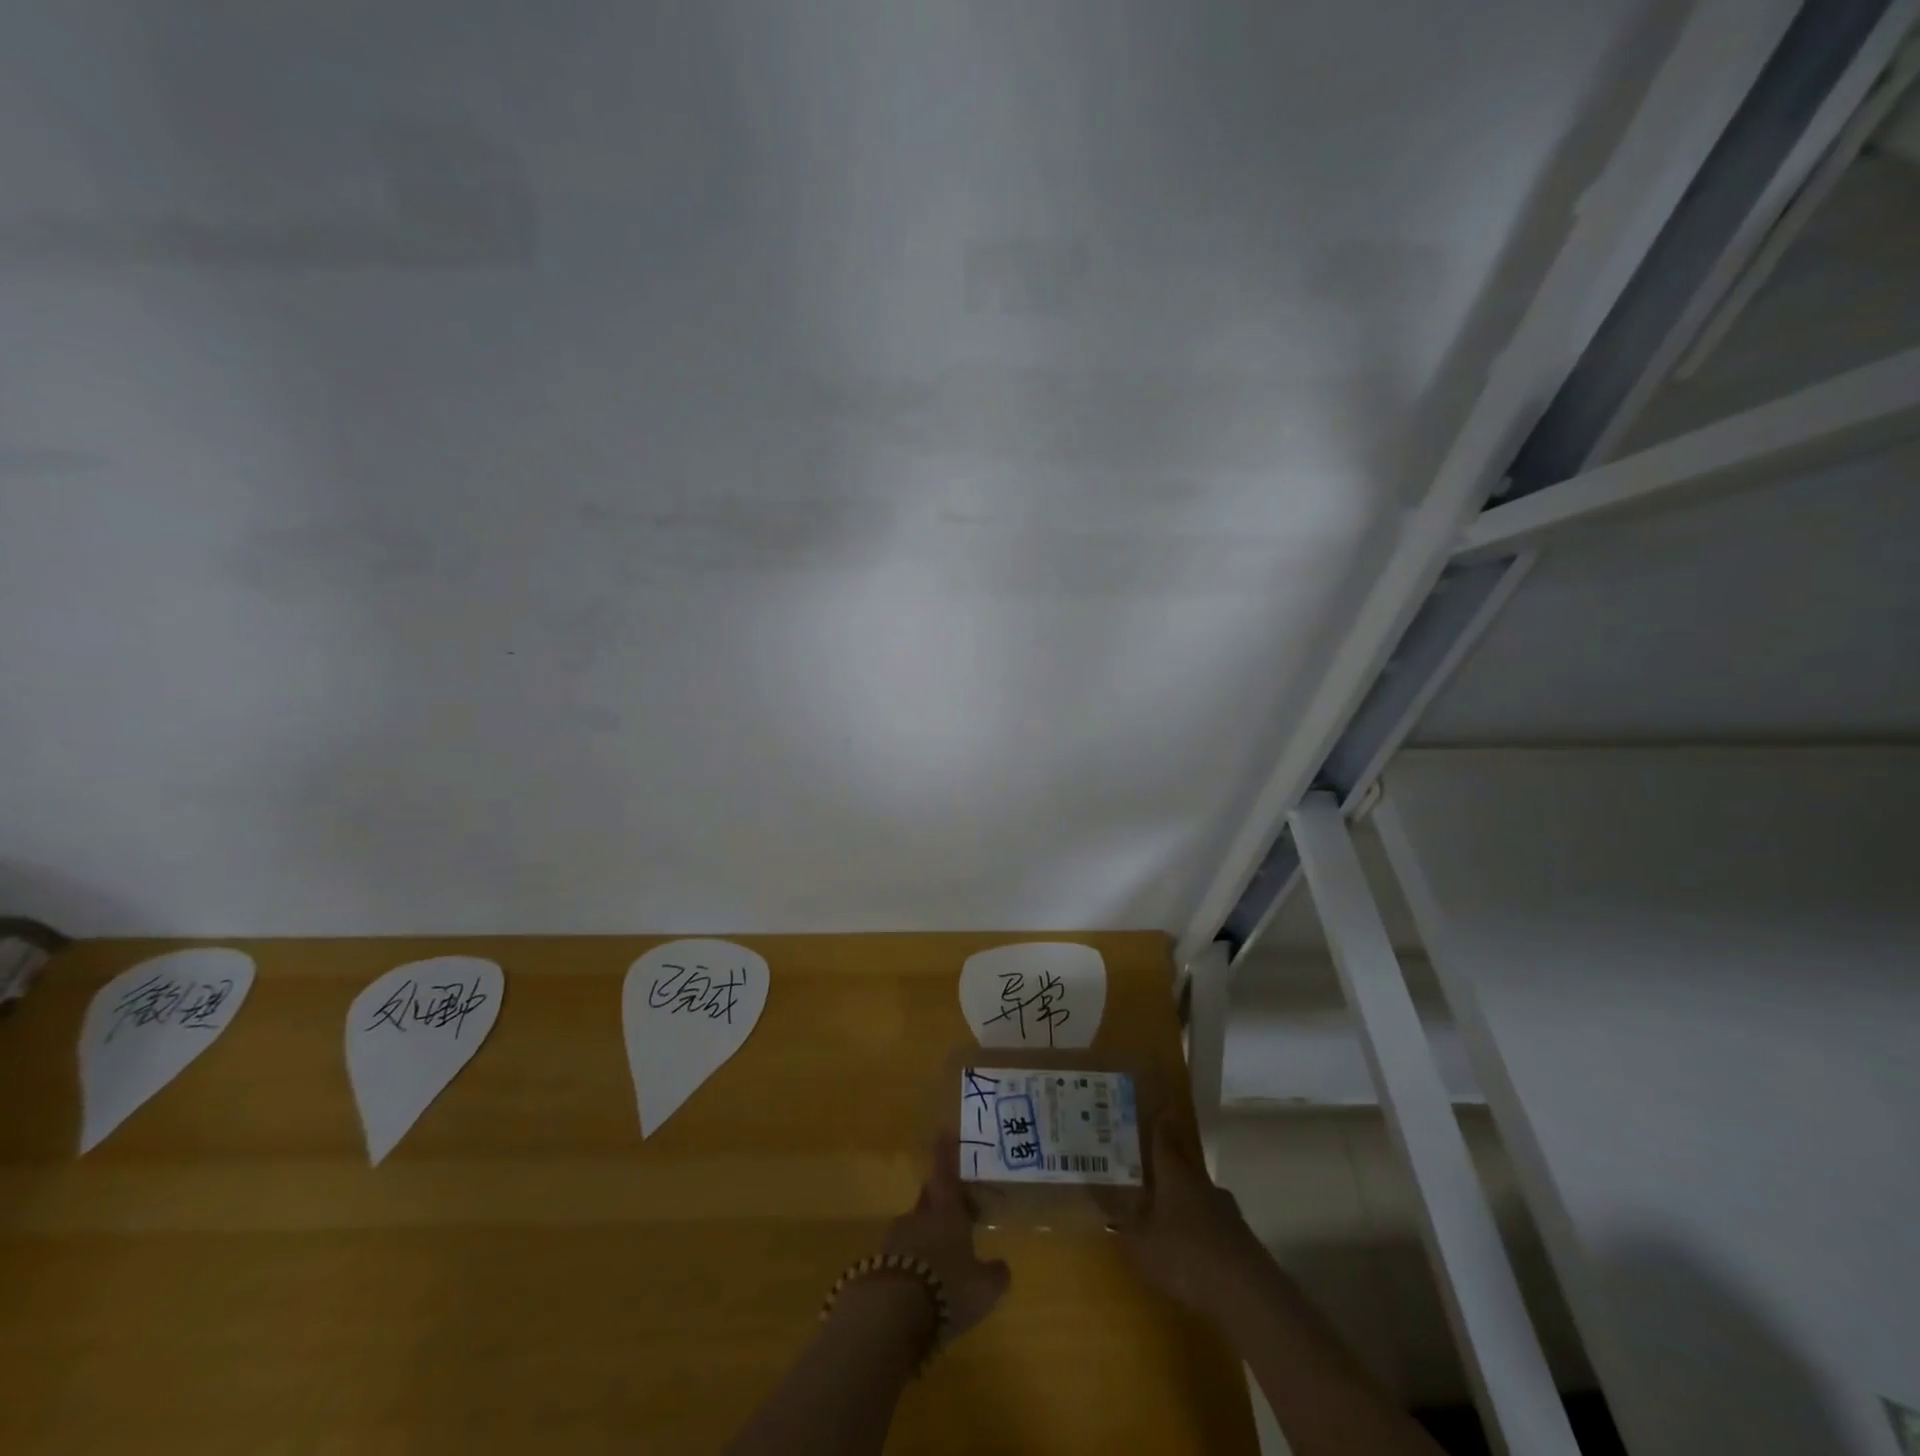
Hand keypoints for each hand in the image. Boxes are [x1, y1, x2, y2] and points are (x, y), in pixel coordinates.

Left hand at [879, 1133, 1011, 1342]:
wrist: (891, 1314)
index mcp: (946, 1212)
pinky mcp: (879, 1263)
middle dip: (940, 1199)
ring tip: (939, 1259)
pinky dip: (910, 1262)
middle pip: (929, 1198)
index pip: (946, 1173)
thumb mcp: (984, 1289)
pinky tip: (919, 1285)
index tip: (944, 1132)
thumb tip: (1002, 1267)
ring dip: (925, 1236)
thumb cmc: (946, 1288)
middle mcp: (919, 1218)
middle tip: (953, 1209)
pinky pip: (900, 1254)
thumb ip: (995, 1275)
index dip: (946, 1153)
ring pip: (914, 1227)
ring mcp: (895, 1239)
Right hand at [1119, 1110, 1263, 1314]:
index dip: (1161, 1125)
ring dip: (1190, 1198)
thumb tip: (1110, 1213)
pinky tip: (1196, 1246)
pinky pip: (1216, 1223)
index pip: (1165, 1141)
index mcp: (1175, 1176)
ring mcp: (1226, 1210)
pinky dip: (1204, 1228)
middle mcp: (1202, 1184)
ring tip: (1174, 1211)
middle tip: (1158, 1161)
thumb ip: (1125, 1228)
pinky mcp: (1242, 1238)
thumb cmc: (1184, 1257)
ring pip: (1202, 1194)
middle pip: (1186, 1164)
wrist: (1245, 1292)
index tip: (1162, 1108)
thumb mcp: (1141, 1246)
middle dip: (1174, 1161)